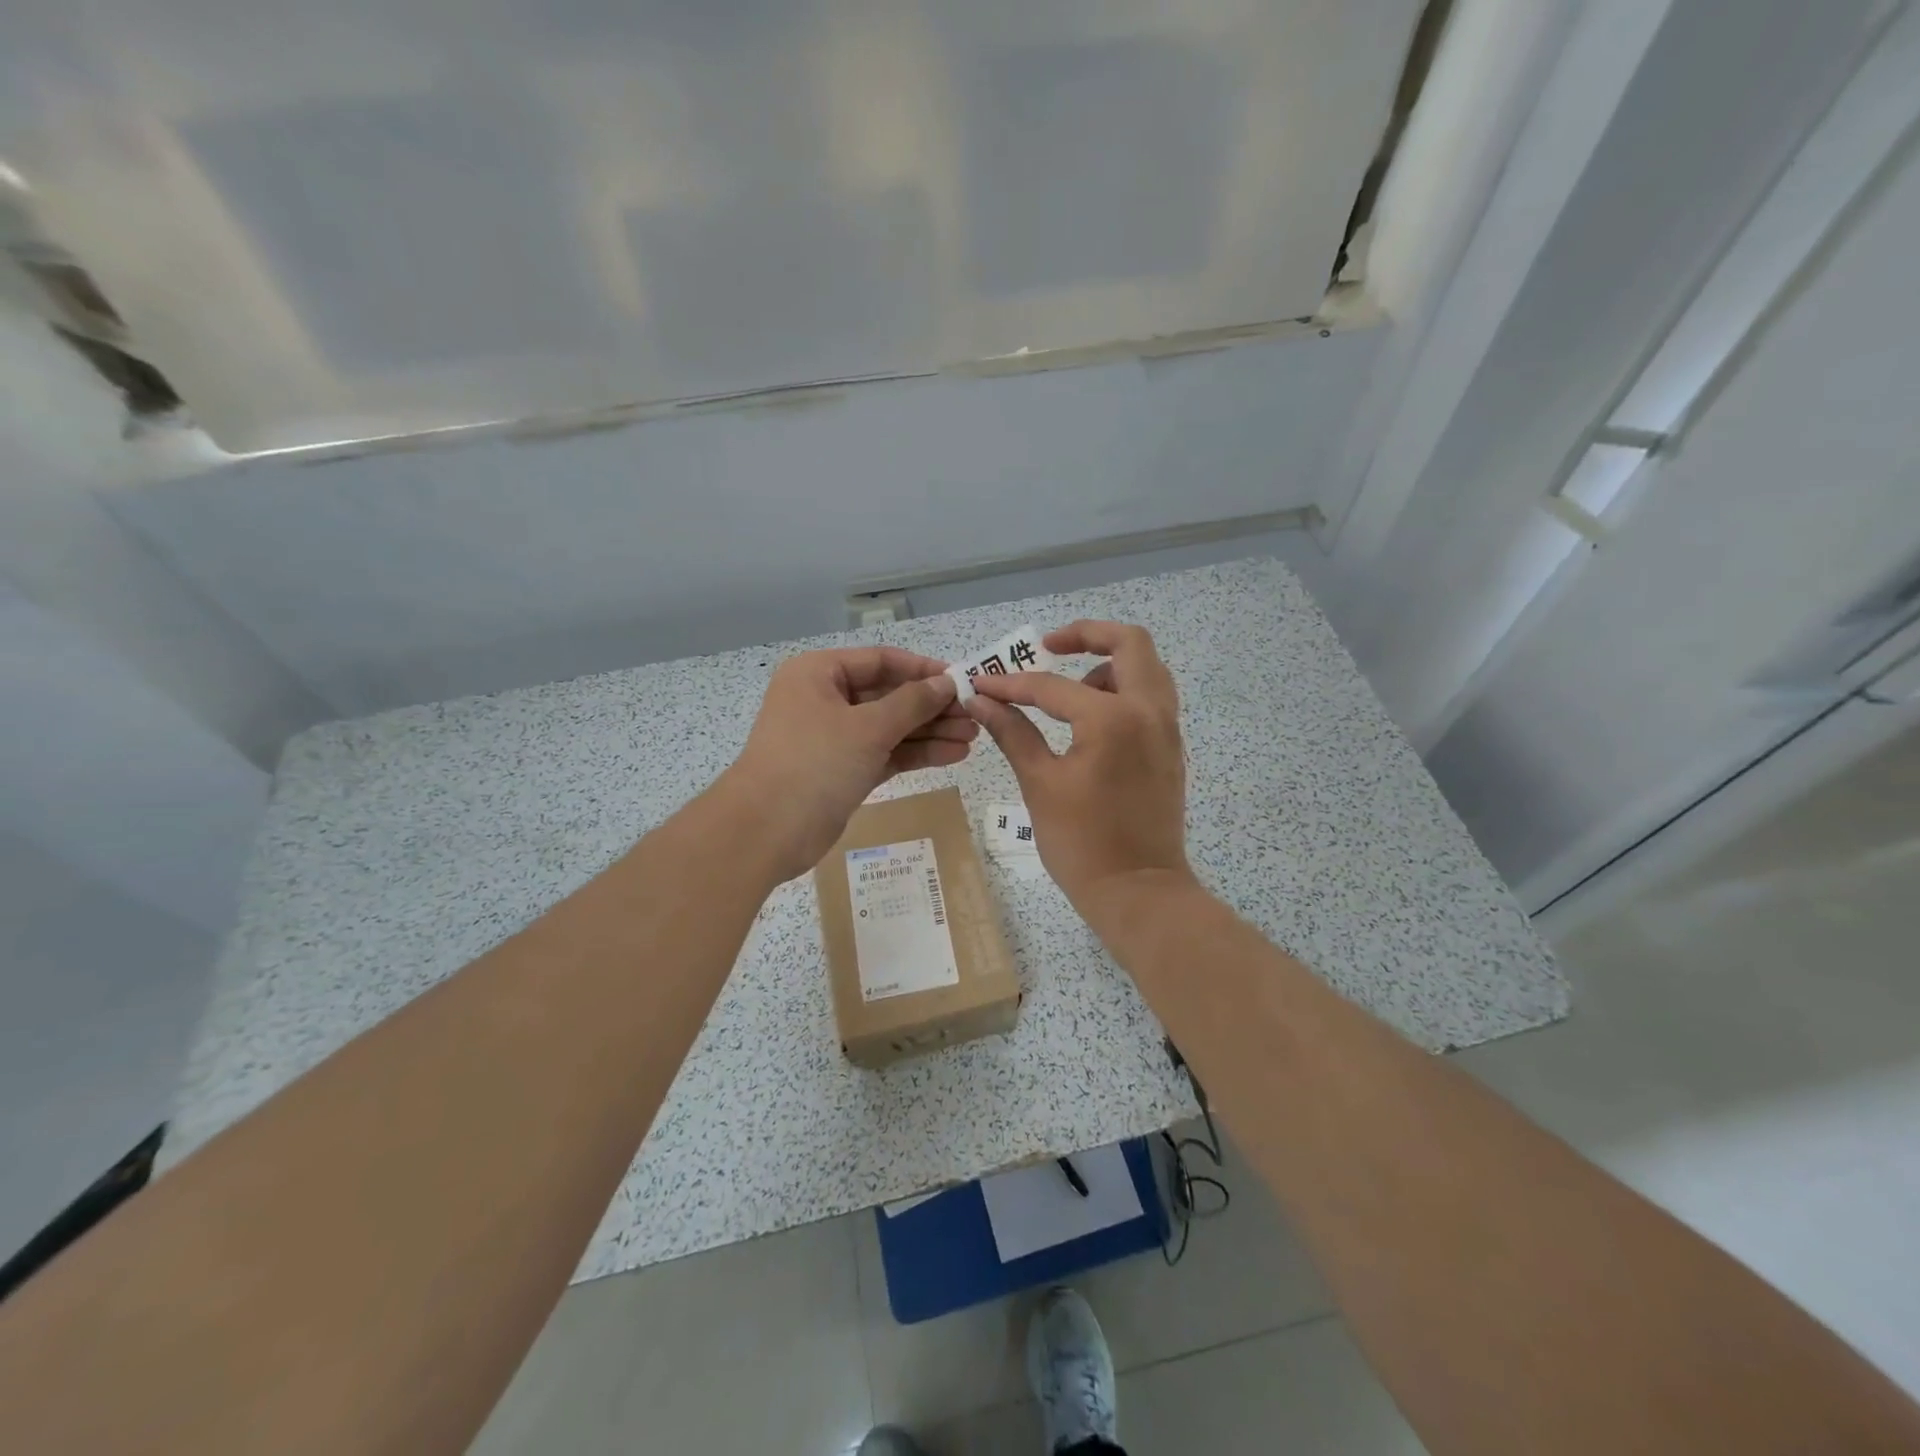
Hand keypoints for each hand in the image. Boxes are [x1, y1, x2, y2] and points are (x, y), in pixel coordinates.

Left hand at [719, 646, 977, 879]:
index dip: (923, 669)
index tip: (962, 680)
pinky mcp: (844, 770)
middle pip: (888, 695)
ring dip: (930, 732)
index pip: (881, 660)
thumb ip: (911, 703)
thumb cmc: (814, 763)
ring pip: (890, 727)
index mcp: (819, 674)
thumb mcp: (868, 727)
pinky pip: (885, 753)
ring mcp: (834, 737)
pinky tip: (953, 756)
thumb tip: (946, 683)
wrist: (766, 832)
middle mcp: (825, 700)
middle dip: (931, 706)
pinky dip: (916, 754)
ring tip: (972, 738)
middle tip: (975, 716)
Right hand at [967, 621, 1191, 911]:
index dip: (1010, 685)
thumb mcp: (1039, 784)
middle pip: (1129, 642)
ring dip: (1109, 663)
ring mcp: (1167, 728)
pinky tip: (1091, 718)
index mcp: (1112, 719)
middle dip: (1085, 635)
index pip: (1052, 685)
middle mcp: (1149, 711)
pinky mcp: (1171, 747)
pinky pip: (1153, 696)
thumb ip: (1012, 733)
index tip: (981, 685)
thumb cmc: (1082, 843)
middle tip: (1048, 646)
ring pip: (1147, 667)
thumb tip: (981, 702)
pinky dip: (1125, 689)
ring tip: (1070, 690)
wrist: (1138, 891)